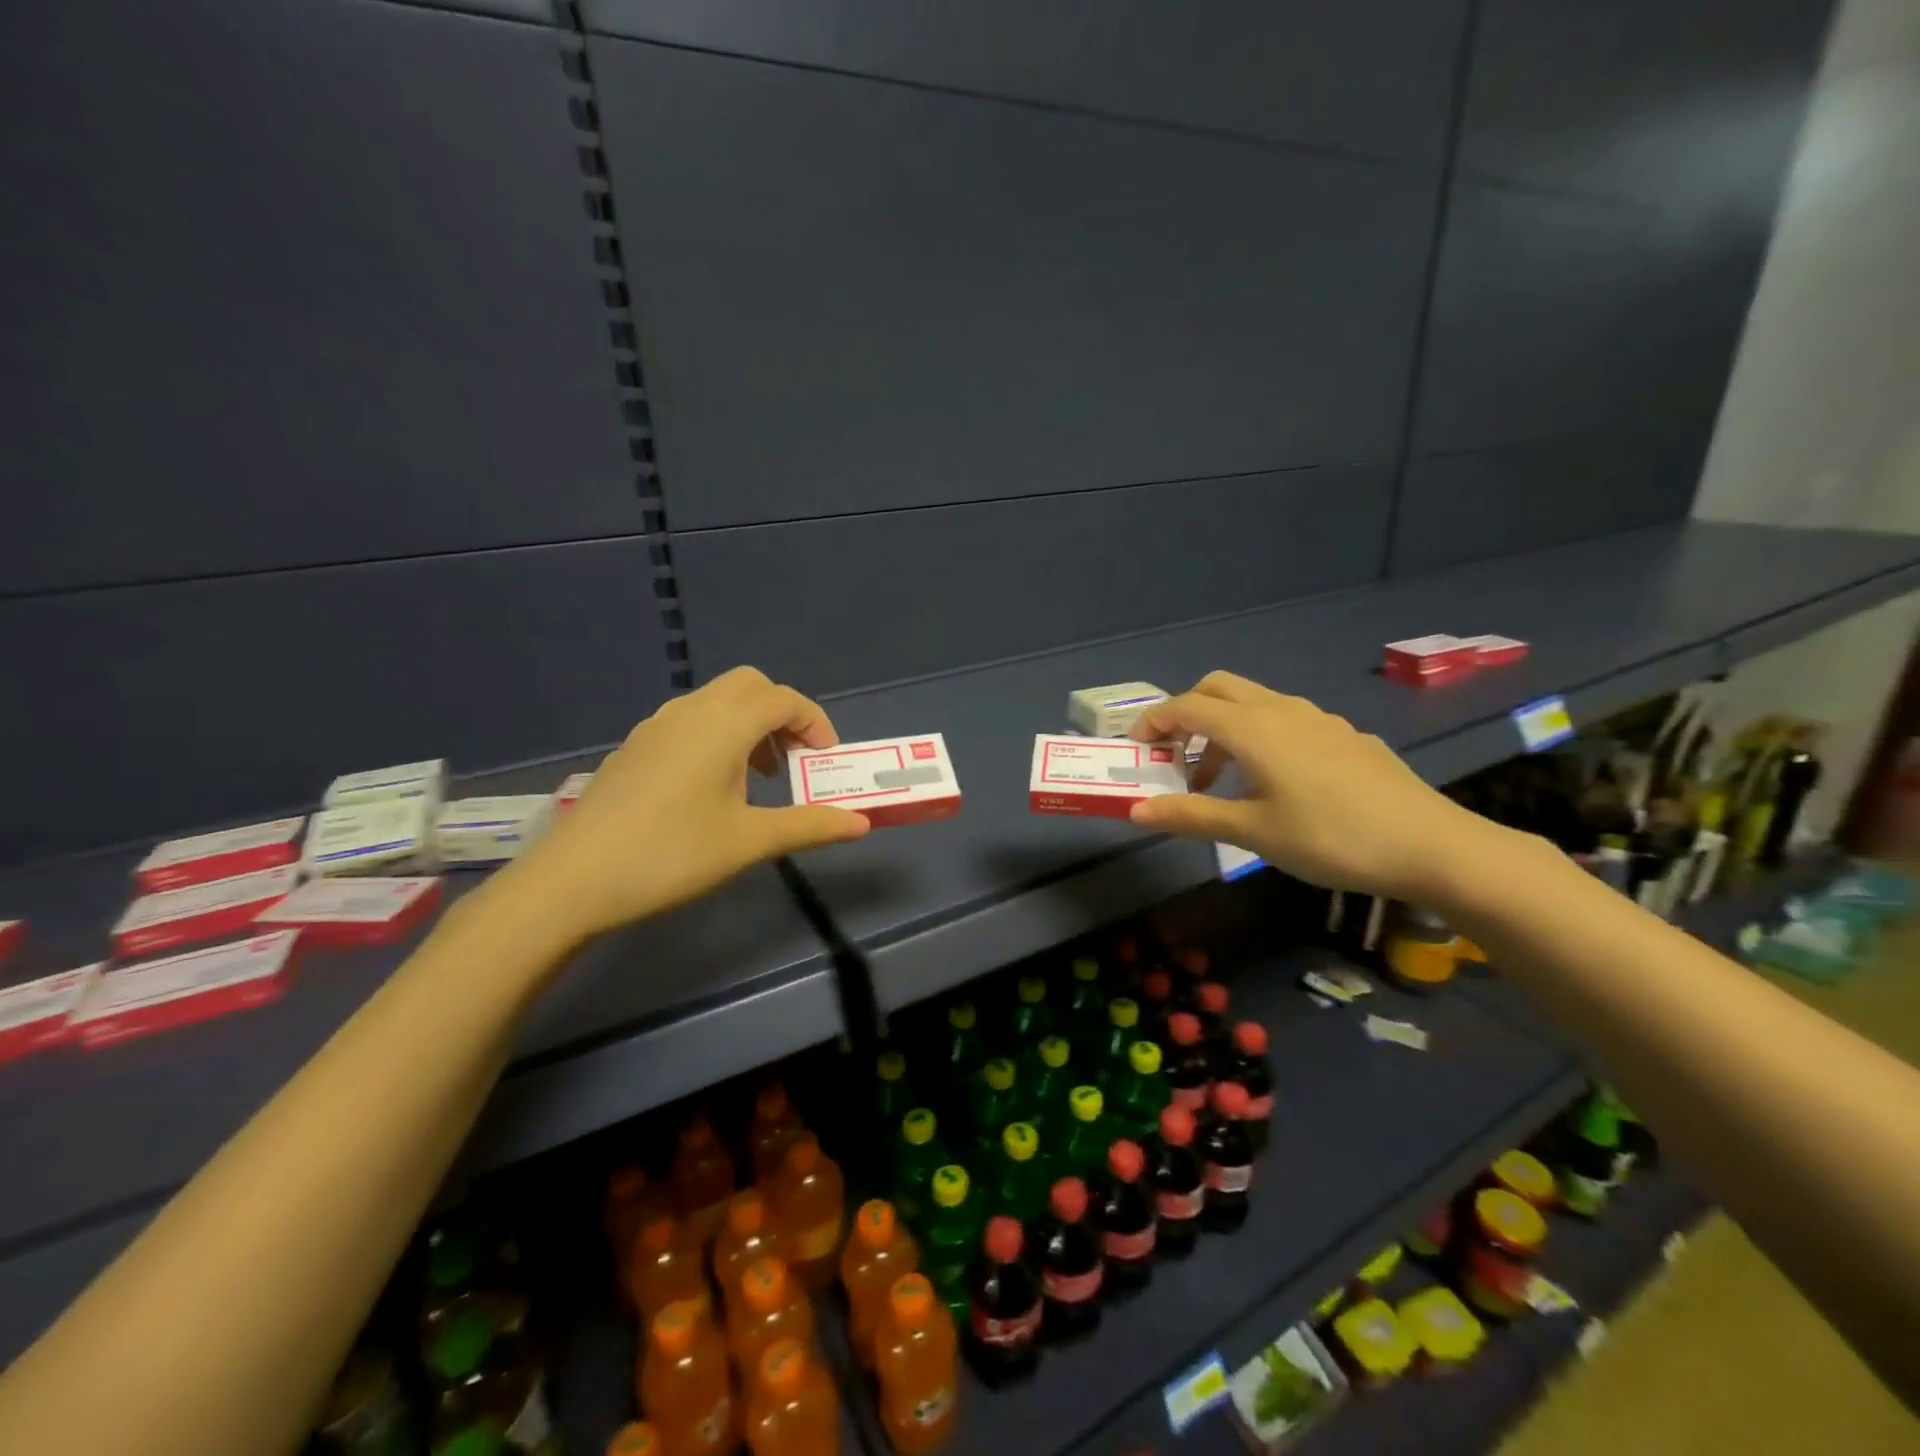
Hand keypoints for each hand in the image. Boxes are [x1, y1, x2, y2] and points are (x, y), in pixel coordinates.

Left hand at [505, 667, 869, 943]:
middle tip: (796, 759)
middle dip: (783, 714)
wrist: (572, 881)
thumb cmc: (671, 854)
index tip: (828, 759)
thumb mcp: (748, 842)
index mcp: (723, 725)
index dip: (815, 722)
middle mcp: (690, 712)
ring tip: (760, 778)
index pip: (783, 699)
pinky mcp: (635, 747)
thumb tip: (861, 823)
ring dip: (750, 725)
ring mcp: (656, 727)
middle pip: (750, 685)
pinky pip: (691, 721)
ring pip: (717, 701)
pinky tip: (713, 788)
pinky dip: (719, 735)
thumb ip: (809, 826)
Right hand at [1128, 672, 1494, 903]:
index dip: (1154, 721)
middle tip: (1175, 757)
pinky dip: (1258, 737)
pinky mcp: (1344, 735)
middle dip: (1186, 714)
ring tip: (1220, 781)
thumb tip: (1135, 811)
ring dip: (1222, 729)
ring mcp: (1318, 719)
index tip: (1137, 749)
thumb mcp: (1252, 832)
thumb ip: (1191, 815)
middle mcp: (1281, 710)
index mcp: (1252, 728)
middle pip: (1218, 688)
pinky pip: (1285, 720)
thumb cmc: (1330, 838)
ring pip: (1253, 703)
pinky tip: (1274, 784)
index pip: (1186, 706)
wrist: (1431, 845)